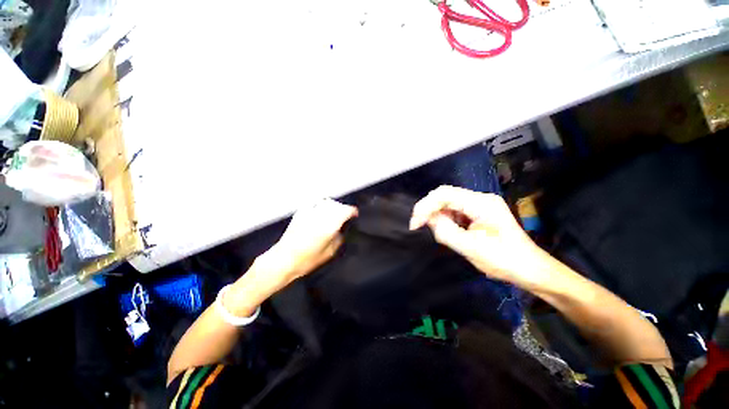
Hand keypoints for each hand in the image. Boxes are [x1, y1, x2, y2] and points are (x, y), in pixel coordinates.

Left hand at [255, 198, 357, 286]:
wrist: (284, 259)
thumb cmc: (307, 260)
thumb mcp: (330, 252)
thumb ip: (339, 238)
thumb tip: (341, 230)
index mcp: (329, 226)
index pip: (345, 211)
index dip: (352, 211)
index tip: (355, 214)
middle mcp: (320, 216)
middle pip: (336, 204)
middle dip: (343, 208)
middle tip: (346, 214)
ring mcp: (309, 213)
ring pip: (326, 202)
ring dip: (333, 205)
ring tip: (335, 212)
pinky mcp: (300, 213)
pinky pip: (315, 204)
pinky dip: (321, 205)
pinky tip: (321, 212)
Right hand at [410, 185, 548, 288]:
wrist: (530, 270)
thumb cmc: (505, 261)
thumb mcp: (472, 248)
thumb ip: (446, 231)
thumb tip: (428, 220)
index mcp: (481, 204)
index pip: (445, 194)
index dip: (426, 206)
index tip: (415, 223)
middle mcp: (480, 199)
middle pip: (445, 196)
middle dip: (428, 209)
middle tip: (418, 225)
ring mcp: (478, 206)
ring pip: (447, 203)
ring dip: (436, 215)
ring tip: (434, 231)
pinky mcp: (477, 214)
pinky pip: (454, 212)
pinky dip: (444, 220)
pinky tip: (445, 231)